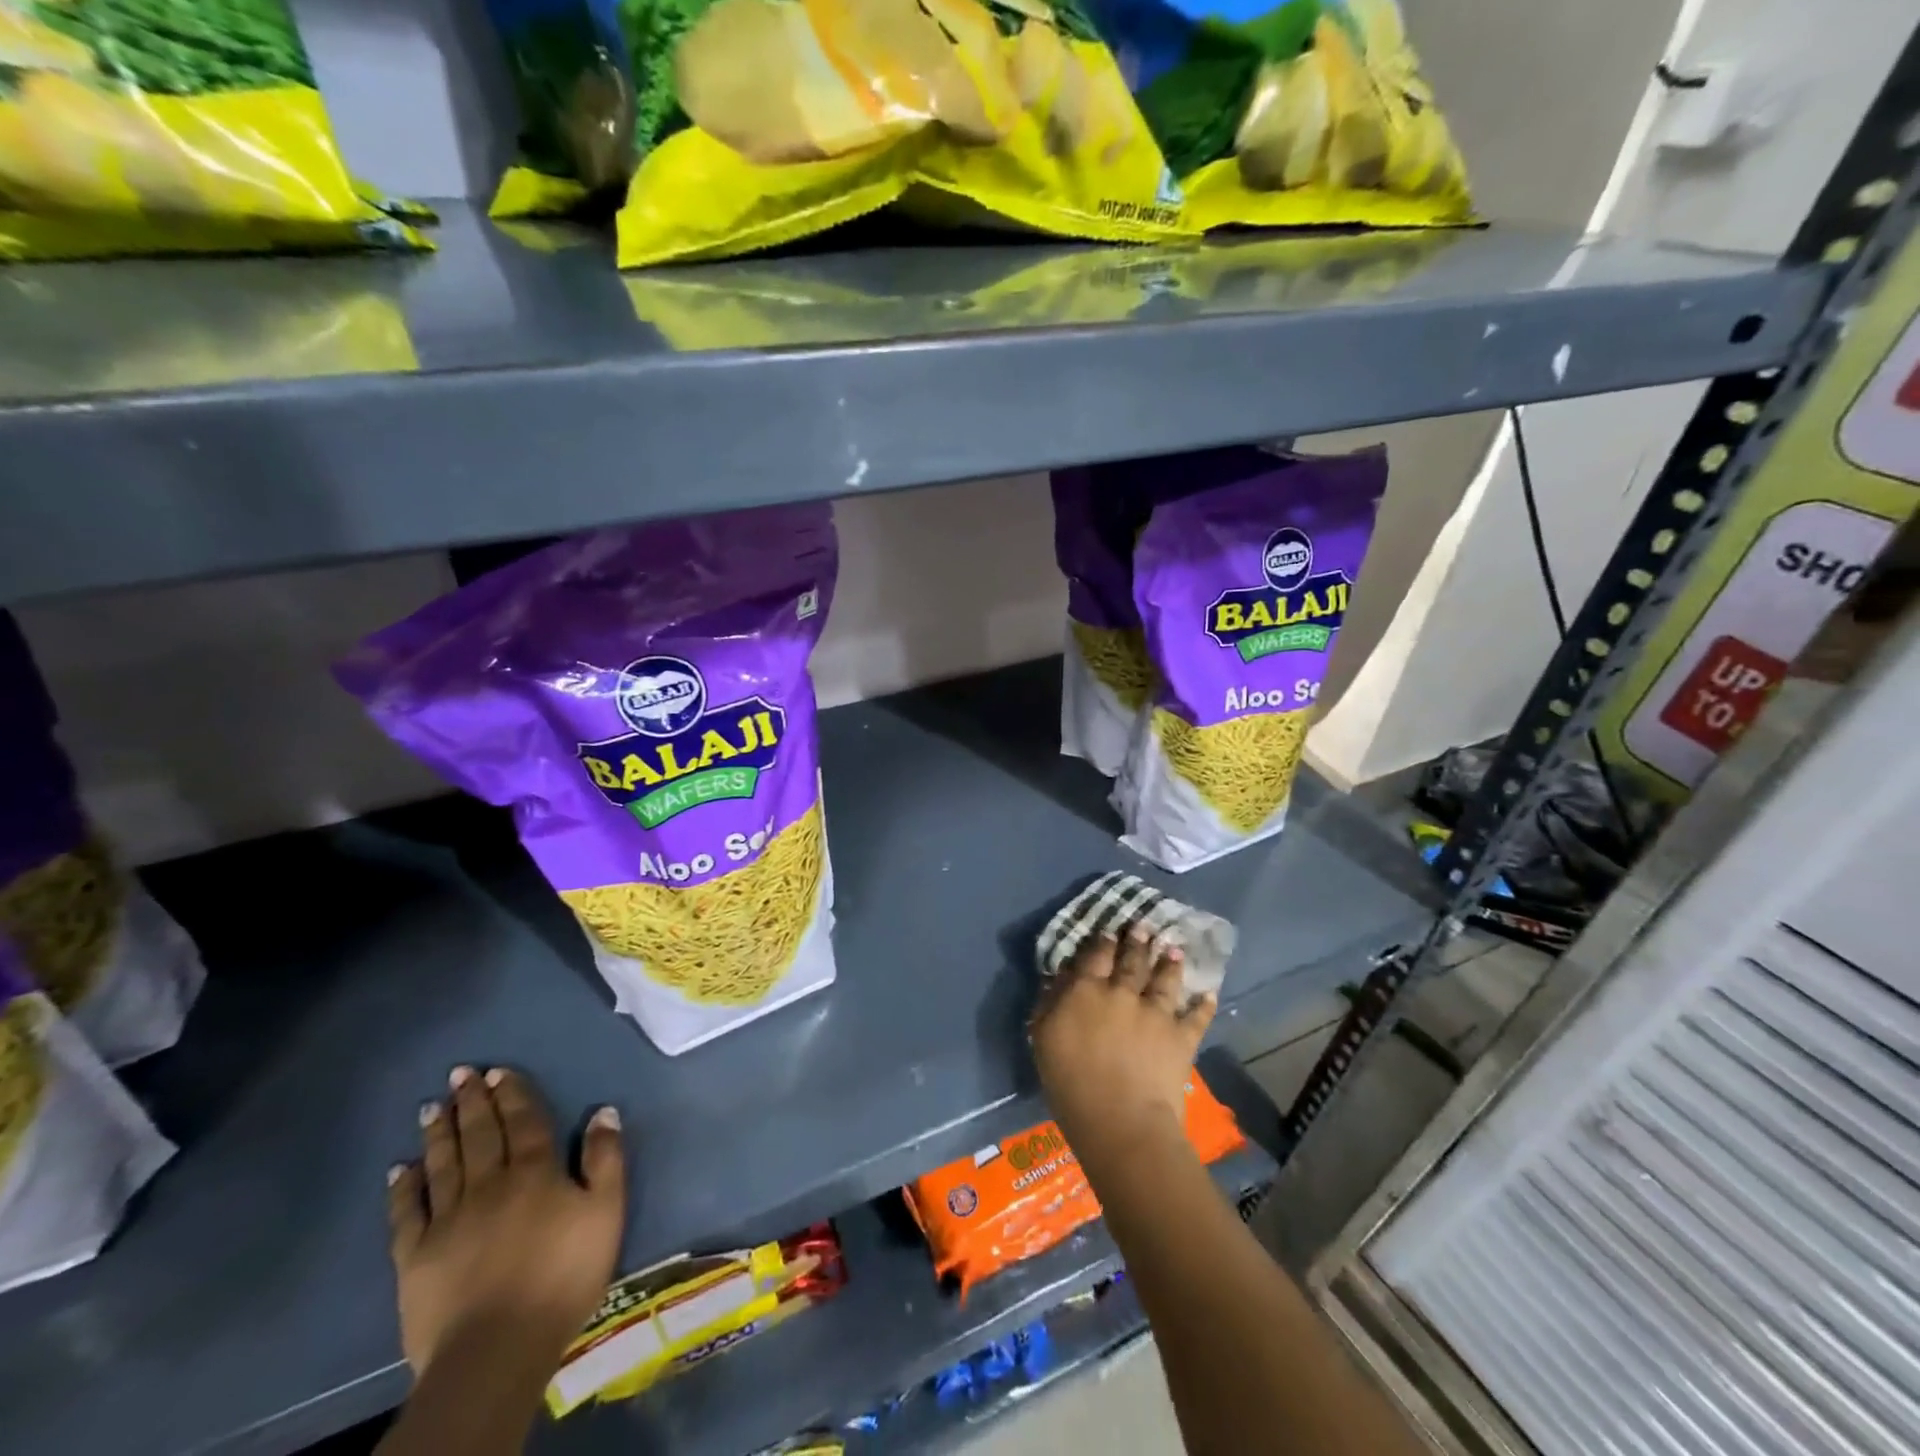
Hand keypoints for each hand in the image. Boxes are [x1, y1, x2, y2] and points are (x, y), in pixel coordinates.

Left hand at [387, 1067, 625, 1381]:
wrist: (496, 1350)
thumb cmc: (563, 1275)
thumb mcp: (605, 1212)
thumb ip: (605, 1159)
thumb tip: (603, 1111)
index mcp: (534, 1171)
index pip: (523, 1121)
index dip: (512, 1094)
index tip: (498, 1072)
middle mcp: (488, 1183)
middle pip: (480, 1134)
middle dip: (472, 1101)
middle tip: (460, 1074)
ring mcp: (448, 1219)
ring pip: (443, 1163)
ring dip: (439, 1132)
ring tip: (431, 1106)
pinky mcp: (415, 1257)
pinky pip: (407, 1213)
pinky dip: (404, 1188)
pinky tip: (401, 1169)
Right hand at [1030, 925, 1216, 1164]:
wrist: (1120, 1119)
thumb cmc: (1070, 1082)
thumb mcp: (1044, 1039)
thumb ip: (1049, 1003)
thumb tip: (1057, 977)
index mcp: (1086, 991)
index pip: (1094, 957)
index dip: (1101, 941)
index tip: (1109, 930)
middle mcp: (1122, 993)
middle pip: (1131, 961)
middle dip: (1138, 942)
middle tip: (1145, 926)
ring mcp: (1155, 1012)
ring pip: (1164, 980)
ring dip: (1170, 962)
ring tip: (1175, 949)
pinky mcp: (1181, 1036)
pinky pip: (1196, 1016)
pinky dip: (1203, 1005)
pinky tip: (1210, 994)